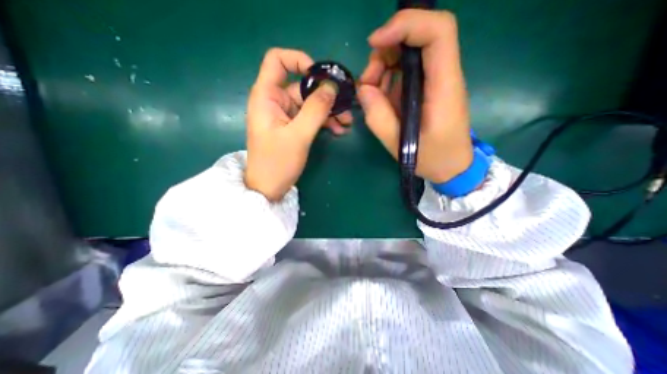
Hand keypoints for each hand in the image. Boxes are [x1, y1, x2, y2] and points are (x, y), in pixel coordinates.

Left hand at [244, 48, 354, 201]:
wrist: (268, 188)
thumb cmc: (277, 163)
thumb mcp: (298, 136)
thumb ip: (316, 109)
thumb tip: (331, 86)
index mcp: (267, 96)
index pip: (277, 61)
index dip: (299, 61)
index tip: (321, 76)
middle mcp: (275, 101)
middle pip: (302, 86)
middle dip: (326, 95)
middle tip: (346, 107)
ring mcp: (285, 116)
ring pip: (310, 104)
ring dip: (329, 111)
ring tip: (346, 123)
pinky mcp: (292, 128)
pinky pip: (310, 118)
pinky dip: (324, 122)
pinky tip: (338, 130)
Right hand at [357, 9, 470, 182]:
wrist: (452, 166)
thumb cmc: (432, 158)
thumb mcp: (400, 145)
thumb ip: (378, 117)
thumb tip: (363, 89)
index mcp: (443, 87)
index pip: (438, 32)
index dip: (406, 25)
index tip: (375, 43)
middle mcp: (441, 77)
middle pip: (417, 38)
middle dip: (385, 52)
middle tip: (367, 83)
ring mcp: (433, 82)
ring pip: (406, 54)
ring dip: (382, 67)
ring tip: (370, 95)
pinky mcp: (425, 90)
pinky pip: (403, 72)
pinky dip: (386, 79)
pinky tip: (379, 99)